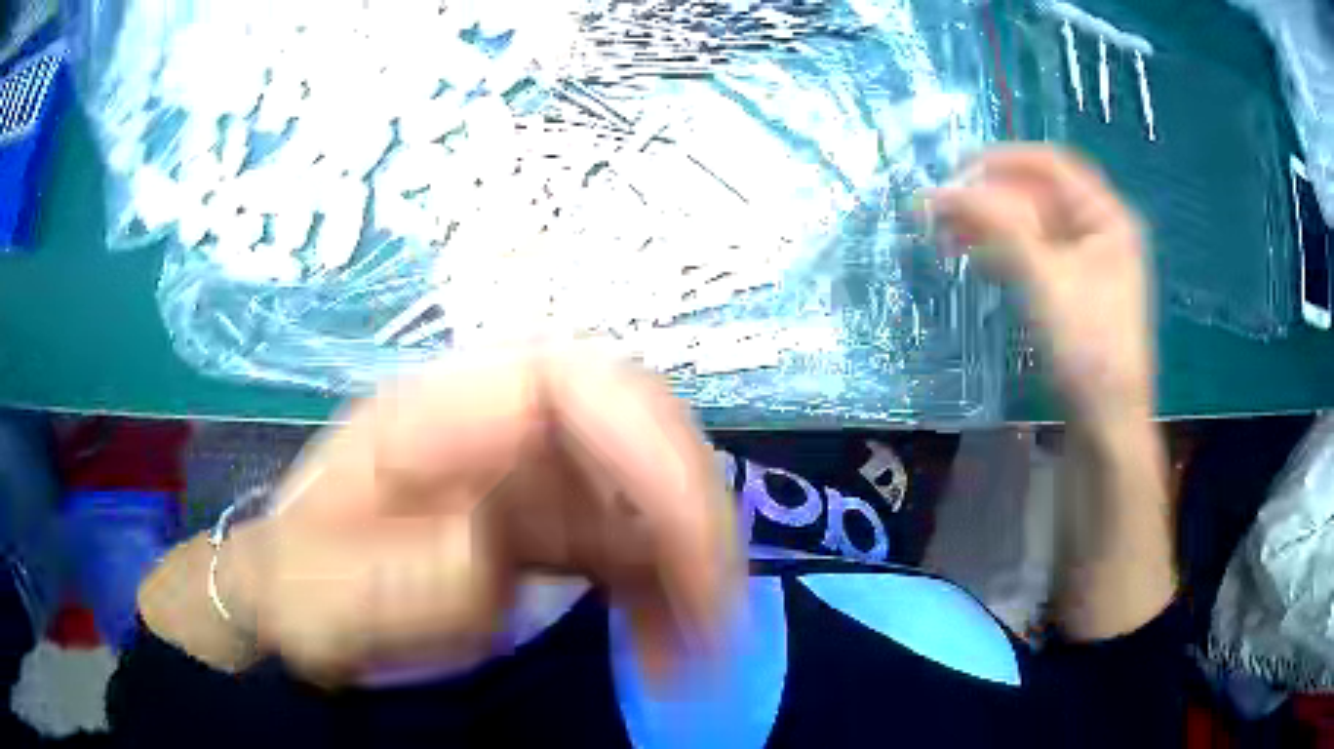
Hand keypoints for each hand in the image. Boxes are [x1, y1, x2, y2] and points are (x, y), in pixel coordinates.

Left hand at [229, 354, 739, 684]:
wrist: (290, 608)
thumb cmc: (298, 591)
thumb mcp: (329, 591)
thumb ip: (414, 570)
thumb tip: (511, 545)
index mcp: (430, 417)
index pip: (569, 381)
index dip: (646, 442)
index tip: (687, 545)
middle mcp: (493, 429)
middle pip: (631, 427)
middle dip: (690, 514)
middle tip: (716, 616)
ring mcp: (524, 475)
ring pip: (644, 492)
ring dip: (687, 568)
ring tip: (696, 655)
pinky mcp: (541, 524)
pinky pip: (631, 543)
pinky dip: (663, 593)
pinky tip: (662, 650)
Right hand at [929, 145, 1153, 431]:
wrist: (1106, 421)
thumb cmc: (1088, 345)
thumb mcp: (1044, 278)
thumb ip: (996, 225)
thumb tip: (940, 190)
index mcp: (1106, 216)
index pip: (1051, 165)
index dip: (1004, 160)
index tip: (957, 168)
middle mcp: (1098, 231)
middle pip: (1038, 196)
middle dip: (989, 198)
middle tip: (942, 207)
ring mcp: (1085, 262)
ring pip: (1031, 227)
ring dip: (990, 226)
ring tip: (946, 234)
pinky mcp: (1071, 290)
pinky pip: (1033, 256)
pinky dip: (1003, 252)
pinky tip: (974, 258)